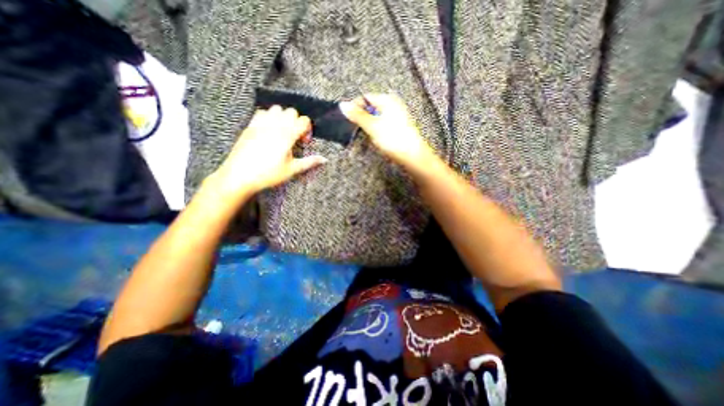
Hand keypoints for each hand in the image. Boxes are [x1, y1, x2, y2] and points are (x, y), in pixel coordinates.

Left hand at [205, 104, 326, 198]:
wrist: (240, 176)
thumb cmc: (268, 174)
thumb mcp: (292, 169)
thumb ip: (309, 162)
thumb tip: (324, 159)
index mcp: (287, 136)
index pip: (304, 120)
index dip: (307, 130)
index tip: (304, 141)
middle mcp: (274, 126)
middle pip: (291, 111)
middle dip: (297, 122)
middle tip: (295, 136)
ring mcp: (261, 124)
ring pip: (276, 108)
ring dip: (283, 117)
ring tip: (283, 132)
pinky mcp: (250, 126)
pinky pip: (261, 112)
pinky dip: (268, 117)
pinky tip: (269, 130)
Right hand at [341, 93, 434, 168]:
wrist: (412, 156)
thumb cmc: (394, 139)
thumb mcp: (372, 126)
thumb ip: (357, 115)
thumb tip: (343, 105)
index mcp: (388, 100)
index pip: (365, 97)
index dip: (354, 107)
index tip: (347, 119)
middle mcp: (393, 105)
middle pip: (370, 108)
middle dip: (361, 118)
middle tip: (356, 130)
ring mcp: (396, 117)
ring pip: (376, 118)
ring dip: (368, 126)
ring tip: (366, 137)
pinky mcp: (397, 128)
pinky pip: (382, 126)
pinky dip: (376, 131)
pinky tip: (376, 139)